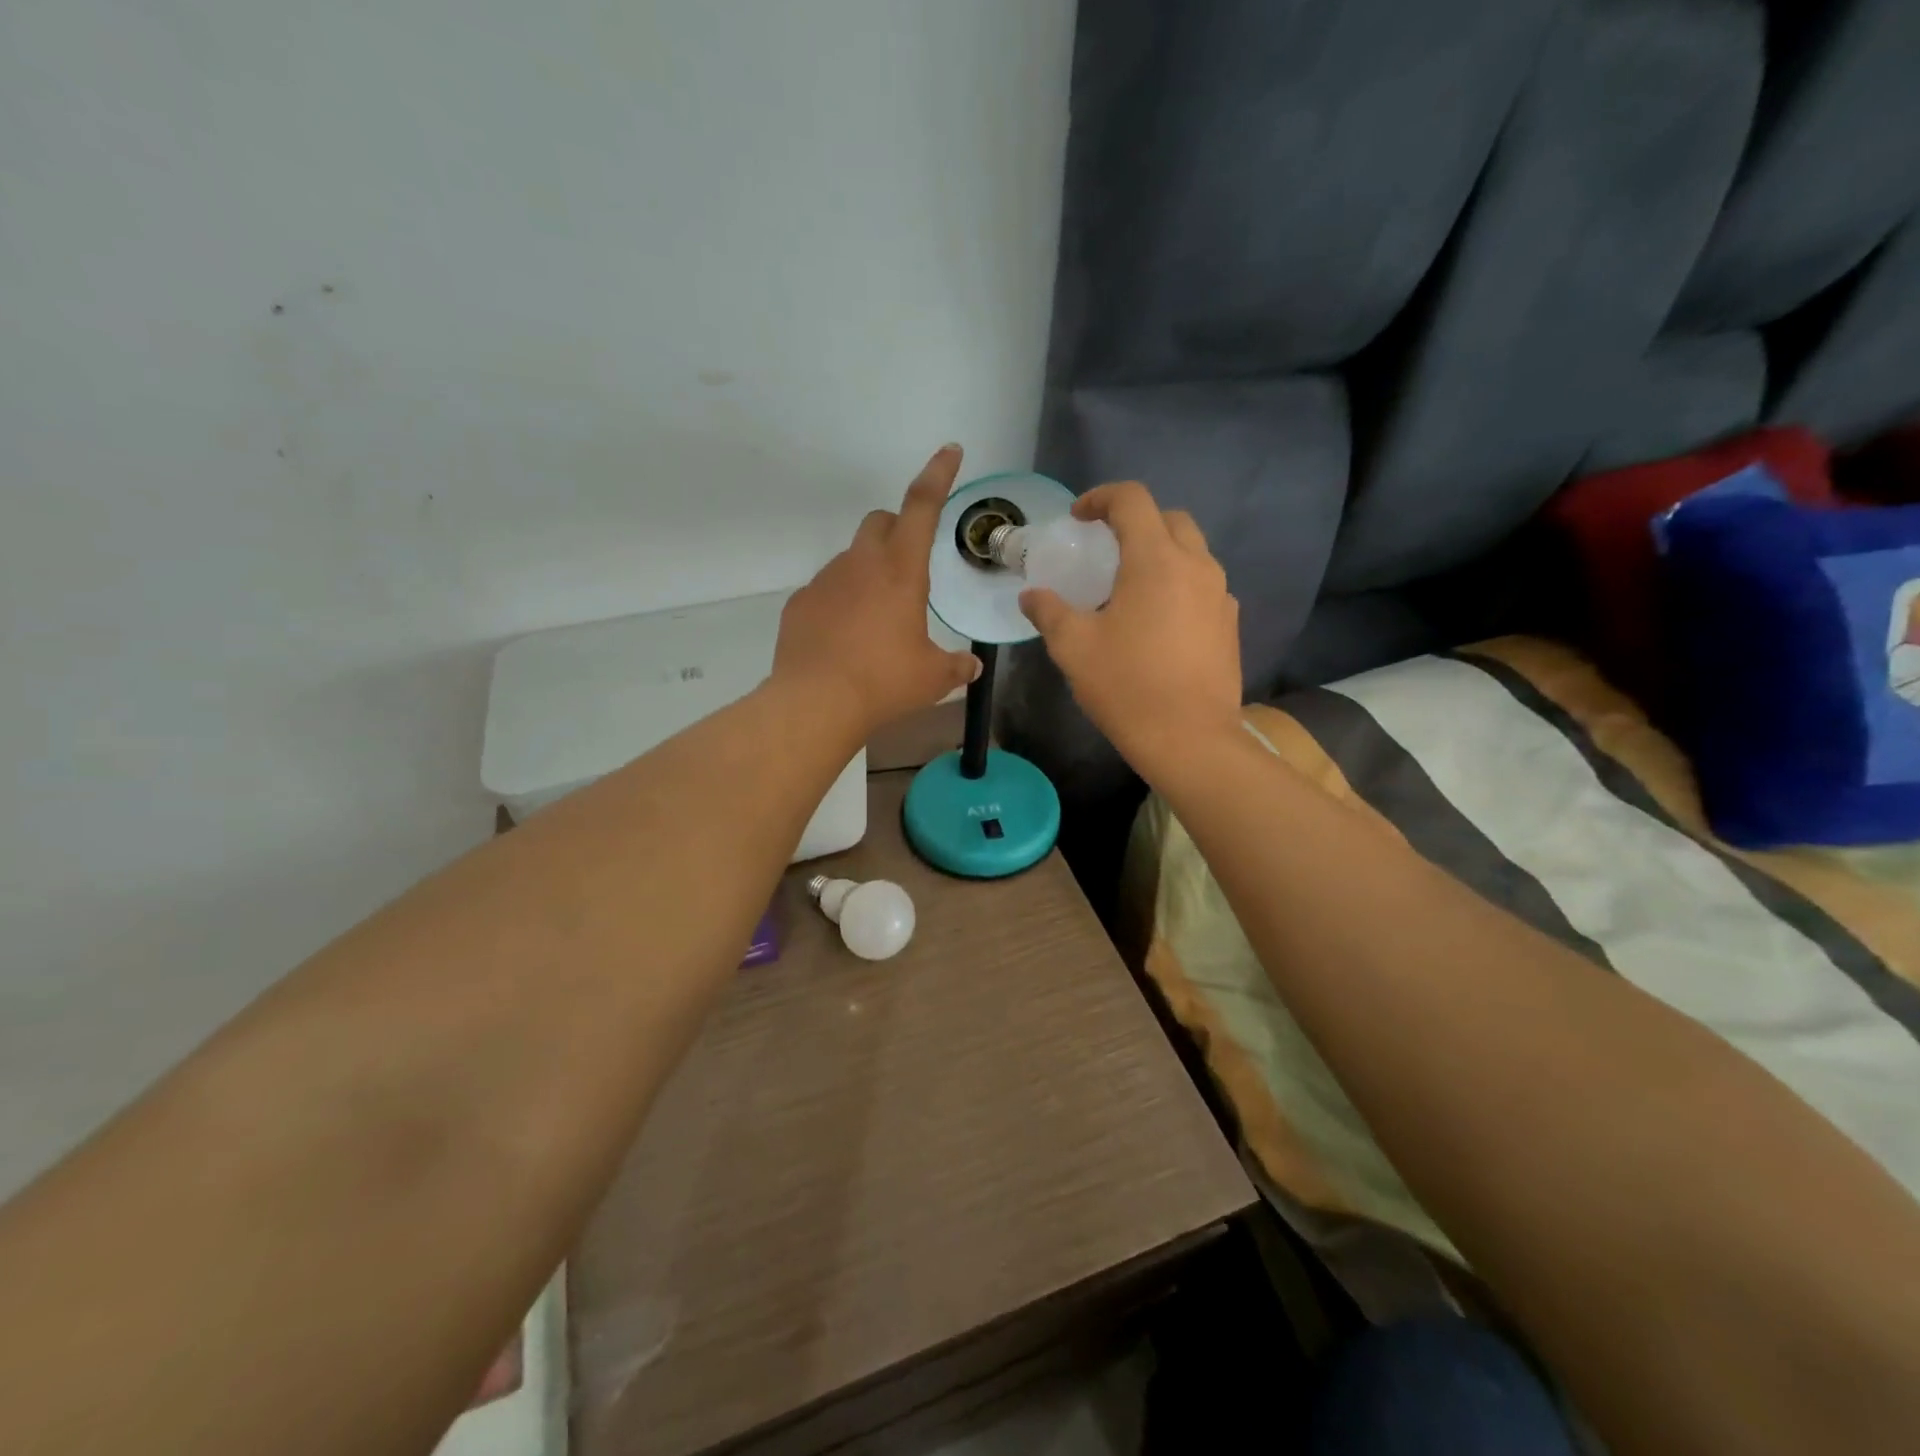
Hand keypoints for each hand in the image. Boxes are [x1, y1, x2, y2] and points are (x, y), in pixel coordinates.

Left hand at [772, 445, 981, 735]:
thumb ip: (955, 667)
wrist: (815, 702)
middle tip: (908, 568)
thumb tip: (970, 668)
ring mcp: (824, 580)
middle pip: (879, 521)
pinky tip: (844, 638)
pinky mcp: (800, 603)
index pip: (922, 506)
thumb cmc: (884, 682)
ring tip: (875, 620)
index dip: (938, 474)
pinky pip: (826, 590)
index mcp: (901, 570)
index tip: (949, 450)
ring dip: (868, 573)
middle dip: (896, 530)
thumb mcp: (932, 678)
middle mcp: (860, 564)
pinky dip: (840, 602)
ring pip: (851, 558)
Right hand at [1019, 481, 1241, 773]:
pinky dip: (1179, 584)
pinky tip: (1159, 620)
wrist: (1189, 738)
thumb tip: (1031, 596)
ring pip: (1192, 551)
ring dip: (1161, 552)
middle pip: (1169, 518)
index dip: (1101, 498)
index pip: (1132, 500)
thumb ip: (1049, 612)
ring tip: (1131, 586)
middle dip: (1136, 521)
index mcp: (1155, 560)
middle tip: (1106, 547)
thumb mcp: (1073, 647)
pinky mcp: (1230, 623)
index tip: (1078, 518)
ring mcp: (1220, 595)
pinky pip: (1204, 585)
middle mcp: (1196, 565)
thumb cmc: (1126, 686)